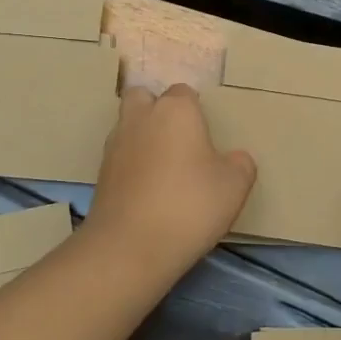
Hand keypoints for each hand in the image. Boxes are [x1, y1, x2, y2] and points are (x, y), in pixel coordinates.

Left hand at [84, 84, 256, 279]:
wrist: (130, 246)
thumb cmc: (190, 205)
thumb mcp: (235, 186)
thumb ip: (240, 164)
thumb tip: (235, 158)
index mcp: (175, 110)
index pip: (184, 93)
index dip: (195, 110)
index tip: (206, 135)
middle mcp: (141, 118)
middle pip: (143, 97)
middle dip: (157, 110)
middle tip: (178, 139)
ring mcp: (115, 145)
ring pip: (128, 126)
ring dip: (142, 137)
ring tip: (164, 168)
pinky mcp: (100, 174)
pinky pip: (120, 157)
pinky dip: (132, 165)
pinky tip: (148, 190)